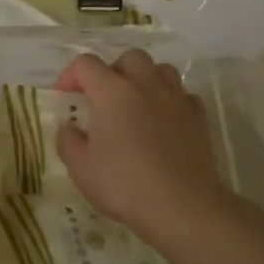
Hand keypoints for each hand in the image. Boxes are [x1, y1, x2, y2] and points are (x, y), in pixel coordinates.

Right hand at [52, 50, 230, 238]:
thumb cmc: (124, 183)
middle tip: (104, 97)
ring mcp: (175, 99)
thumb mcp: (80, 167)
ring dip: (145, 79)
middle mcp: (144, 84)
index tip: (64, 95)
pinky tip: (165, 121)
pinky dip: (171, 101)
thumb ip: (68, 140)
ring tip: (136, 103)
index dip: (70, 75)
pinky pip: (183, 95)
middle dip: (113, 70)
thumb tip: (70, 127)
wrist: (182, 206)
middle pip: (128, 58)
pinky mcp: (198, 117)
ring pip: (161, 69)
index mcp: (111, 91)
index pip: (86, 64)